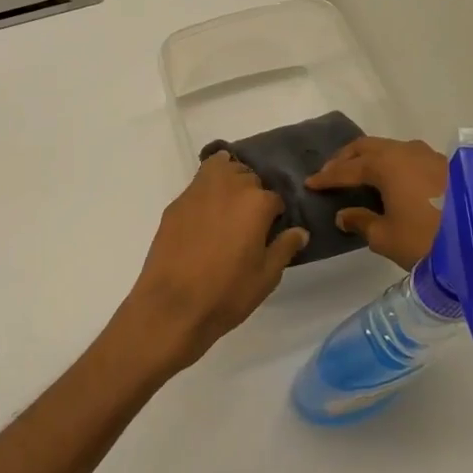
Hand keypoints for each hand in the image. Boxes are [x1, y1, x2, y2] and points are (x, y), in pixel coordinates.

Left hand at [117, 153, 309, 370]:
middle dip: (253, 193)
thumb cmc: (227, 293)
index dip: (275, 216)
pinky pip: (197, 184)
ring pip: (220, 167)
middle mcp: (228, 187)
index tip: (271, 232)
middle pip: (248, 176)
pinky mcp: (176, 204)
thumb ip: (284, 248)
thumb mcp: (266, 276)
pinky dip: (206, 190)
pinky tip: (205, 215)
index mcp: (256, 203)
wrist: (172, 305)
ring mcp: (197, 192)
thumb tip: (299, 231)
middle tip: (250, 221)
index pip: (275, 198)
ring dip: (229, 179)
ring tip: (229, 206)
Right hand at [310, 136, 472, 340]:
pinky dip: (391, 164)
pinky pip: (407, 158)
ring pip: (389, 149)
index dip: (327, 177)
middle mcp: (406, 152)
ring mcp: (429, 157)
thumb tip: (345, 214)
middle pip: (367, 147)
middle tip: (329, 173)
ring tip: (357, 175)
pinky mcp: (445, 168)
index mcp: (387, 164)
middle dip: (345, 159)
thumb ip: (360, 220)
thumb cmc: (425, 242)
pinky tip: (389, 182)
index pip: (348, 168)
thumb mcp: (384, 236)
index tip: (310, 184)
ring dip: (369, 159)